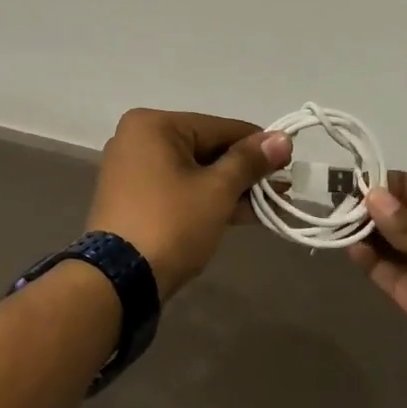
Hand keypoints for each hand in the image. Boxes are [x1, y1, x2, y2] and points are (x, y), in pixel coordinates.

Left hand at [87, 109, 292, 299]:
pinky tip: (241, 213)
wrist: (117, 282)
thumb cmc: (170, 223)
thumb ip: (249, 162)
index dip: (258, 145)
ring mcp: (132, 170)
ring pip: (194, 172)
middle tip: (281, 187)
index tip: (289, 159)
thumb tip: (282, 138)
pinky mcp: (133, 199)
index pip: (219, 127)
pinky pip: (178, 189)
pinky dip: (206, 199)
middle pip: (206, 149)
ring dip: (230, 188)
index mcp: (153, 125)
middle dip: (245, 172)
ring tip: (270, 204)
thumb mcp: (216, 191)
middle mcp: (138, 139)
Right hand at [350, 173, 406, 407]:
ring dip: (375, 236)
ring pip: (404, 250)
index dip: (399, 185)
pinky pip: (400, 281)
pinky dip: (377, 266)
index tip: (360, 179)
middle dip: (382, 210)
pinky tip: (353, 249)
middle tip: (339, 199)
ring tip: (338, 221)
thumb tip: (371, 198)